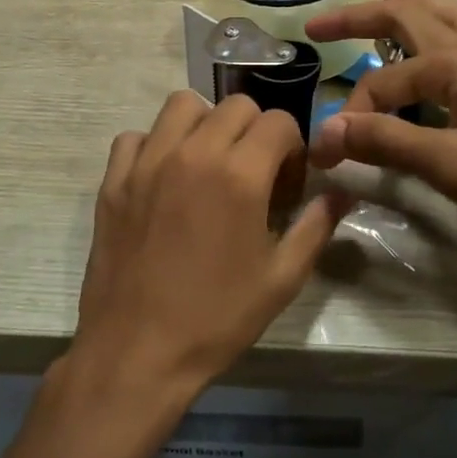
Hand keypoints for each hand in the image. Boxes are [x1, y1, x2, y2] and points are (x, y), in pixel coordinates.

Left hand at [71, 92, 352, 398]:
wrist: (137, 352)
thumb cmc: (217, 318)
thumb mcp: (281, 279)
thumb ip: (316, 226)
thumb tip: (342, 192)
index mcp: (240, 174)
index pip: (278, 121)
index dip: (292, 147)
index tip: (287, 181)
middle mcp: (193, 152)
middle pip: (235, 105)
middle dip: (255, 130)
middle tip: (253, 172)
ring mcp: (147, 162)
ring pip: (182, 105)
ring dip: (205, 123)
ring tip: (208, 162)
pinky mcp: (114, 179)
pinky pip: (136, 136)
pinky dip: (154, 145)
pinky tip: (162, 179)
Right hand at [304, 0, 456, 281]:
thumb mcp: (449, 163)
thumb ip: (386, 141)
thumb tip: (326, 128)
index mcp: (454, 64)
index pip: (382, 84)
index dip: (350, 117)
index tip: (327, 154)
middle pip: (412, 16)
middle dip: (363, 16)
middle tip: (322, 24)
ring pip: (449, 19)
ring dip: (414, 7)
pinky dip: (442, 32)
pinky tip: (437, 51)